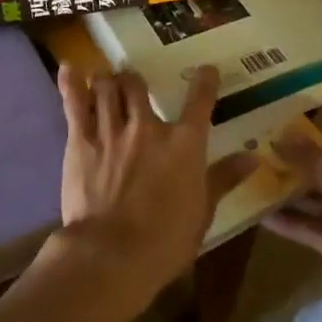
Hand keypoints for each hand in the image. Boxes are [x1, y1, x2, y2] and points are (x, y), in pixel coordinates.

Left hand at [41, 65, 256, 321]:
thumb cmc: (165, 240)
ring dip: (107, 81)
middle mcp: (147, 127)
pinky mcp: (79, 141)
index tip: (206, 70)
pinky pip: (74, 103)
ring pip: (107, 88)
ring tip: (106, 80)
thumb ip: (224, 178)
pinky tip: (69, 68)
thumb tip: (253, 157)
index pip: (199, 101)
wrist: (111, 253)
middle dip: (135, 80)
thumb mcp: (203, 212)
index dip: (204, 81)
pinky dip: (71, 83)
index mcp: (184, 144)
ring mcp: (111, 130)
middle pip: (139, 85)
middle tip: (133, 82)